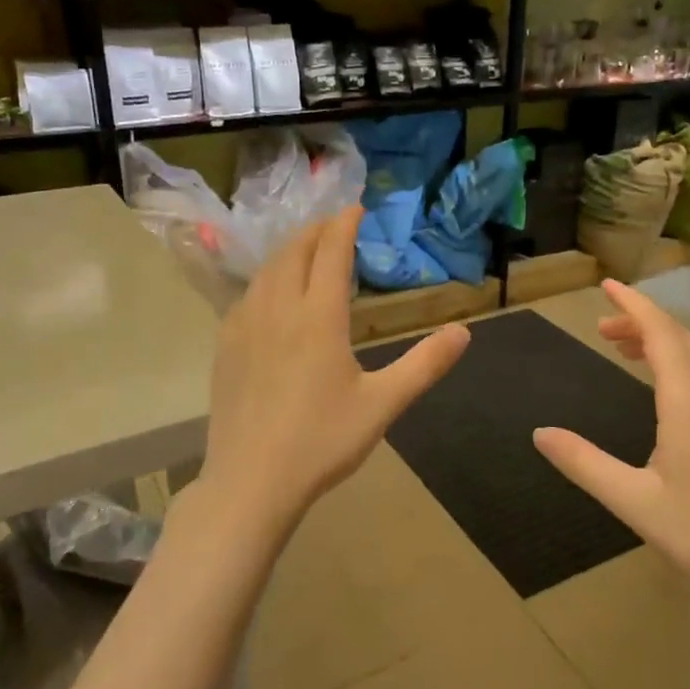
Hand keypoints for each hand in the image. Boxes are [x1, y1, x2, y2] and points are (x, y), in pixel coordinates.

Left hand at [197, 206, 469, 541]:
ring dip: (290, 250)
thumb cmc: (322, 442)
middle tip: (334, 224)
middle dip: (316, 230)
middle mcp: (279, 309)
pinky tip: (271, 293)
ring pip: (267, 270)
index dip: (344, 225)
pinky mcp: (225, 345)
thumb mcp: (384, 404)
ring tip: (306, 249)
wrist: (251, 481)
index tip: (356, 208)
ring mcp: (245, 325)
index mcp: (319, 317)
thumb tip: (464, 331)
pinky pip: (247, 294)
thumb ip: (425, 365)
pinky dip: (267, 278)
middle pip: (295, 251)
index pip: (331, 253)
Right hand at [532, 279, 689, 600]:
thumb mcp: (632, 501)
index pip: (661, 334)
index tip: (608, 285)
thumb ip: (584, 463)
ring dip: (663, 341)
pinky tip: (666, 390)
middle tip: (602, 328)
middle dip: (642, 322)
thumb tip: (540, 432)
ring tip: (625, 350)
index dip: (634, 305)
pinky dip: (683, 362)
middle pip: (682, 338)